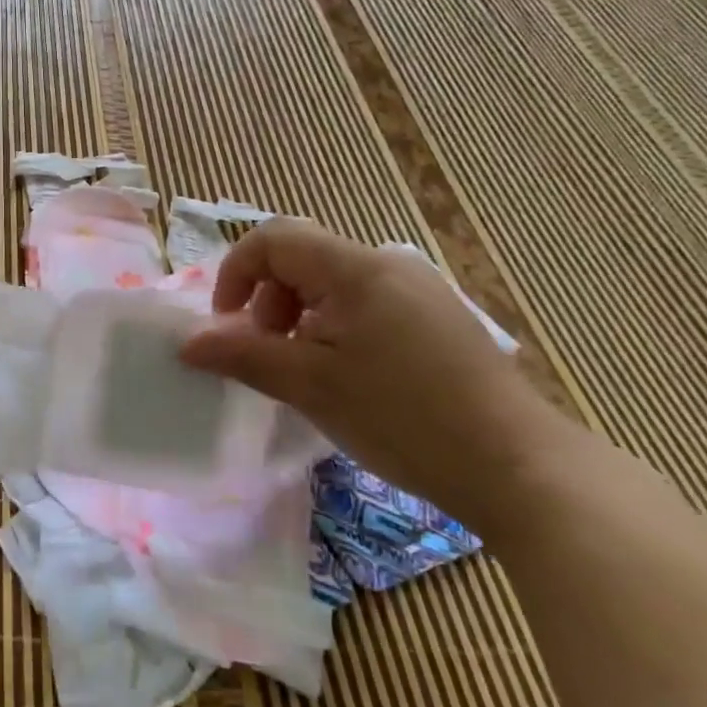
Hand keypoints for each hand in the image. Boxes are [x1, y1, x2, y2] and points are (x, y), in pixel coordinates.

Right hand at [178, 219, 572, 532]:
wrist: (519, 469)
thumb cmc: (402, 419)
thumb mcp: (310, 386)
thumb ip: (243, 355)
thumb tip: (187, 342)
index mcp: (355, 269)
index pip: (274, 238)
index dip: (236, 273)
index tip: (228, 327)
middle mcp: (388, 264)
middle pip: (303, 258)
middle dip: (267, 300)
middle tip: (268, 355)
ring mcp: (420, 290)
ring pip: (334, 283)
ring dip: (300, 316)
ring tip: (306, 372)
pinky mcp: (440, 319)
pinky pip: (368, 304)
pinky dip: (337, 328)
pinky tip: (350, 378)